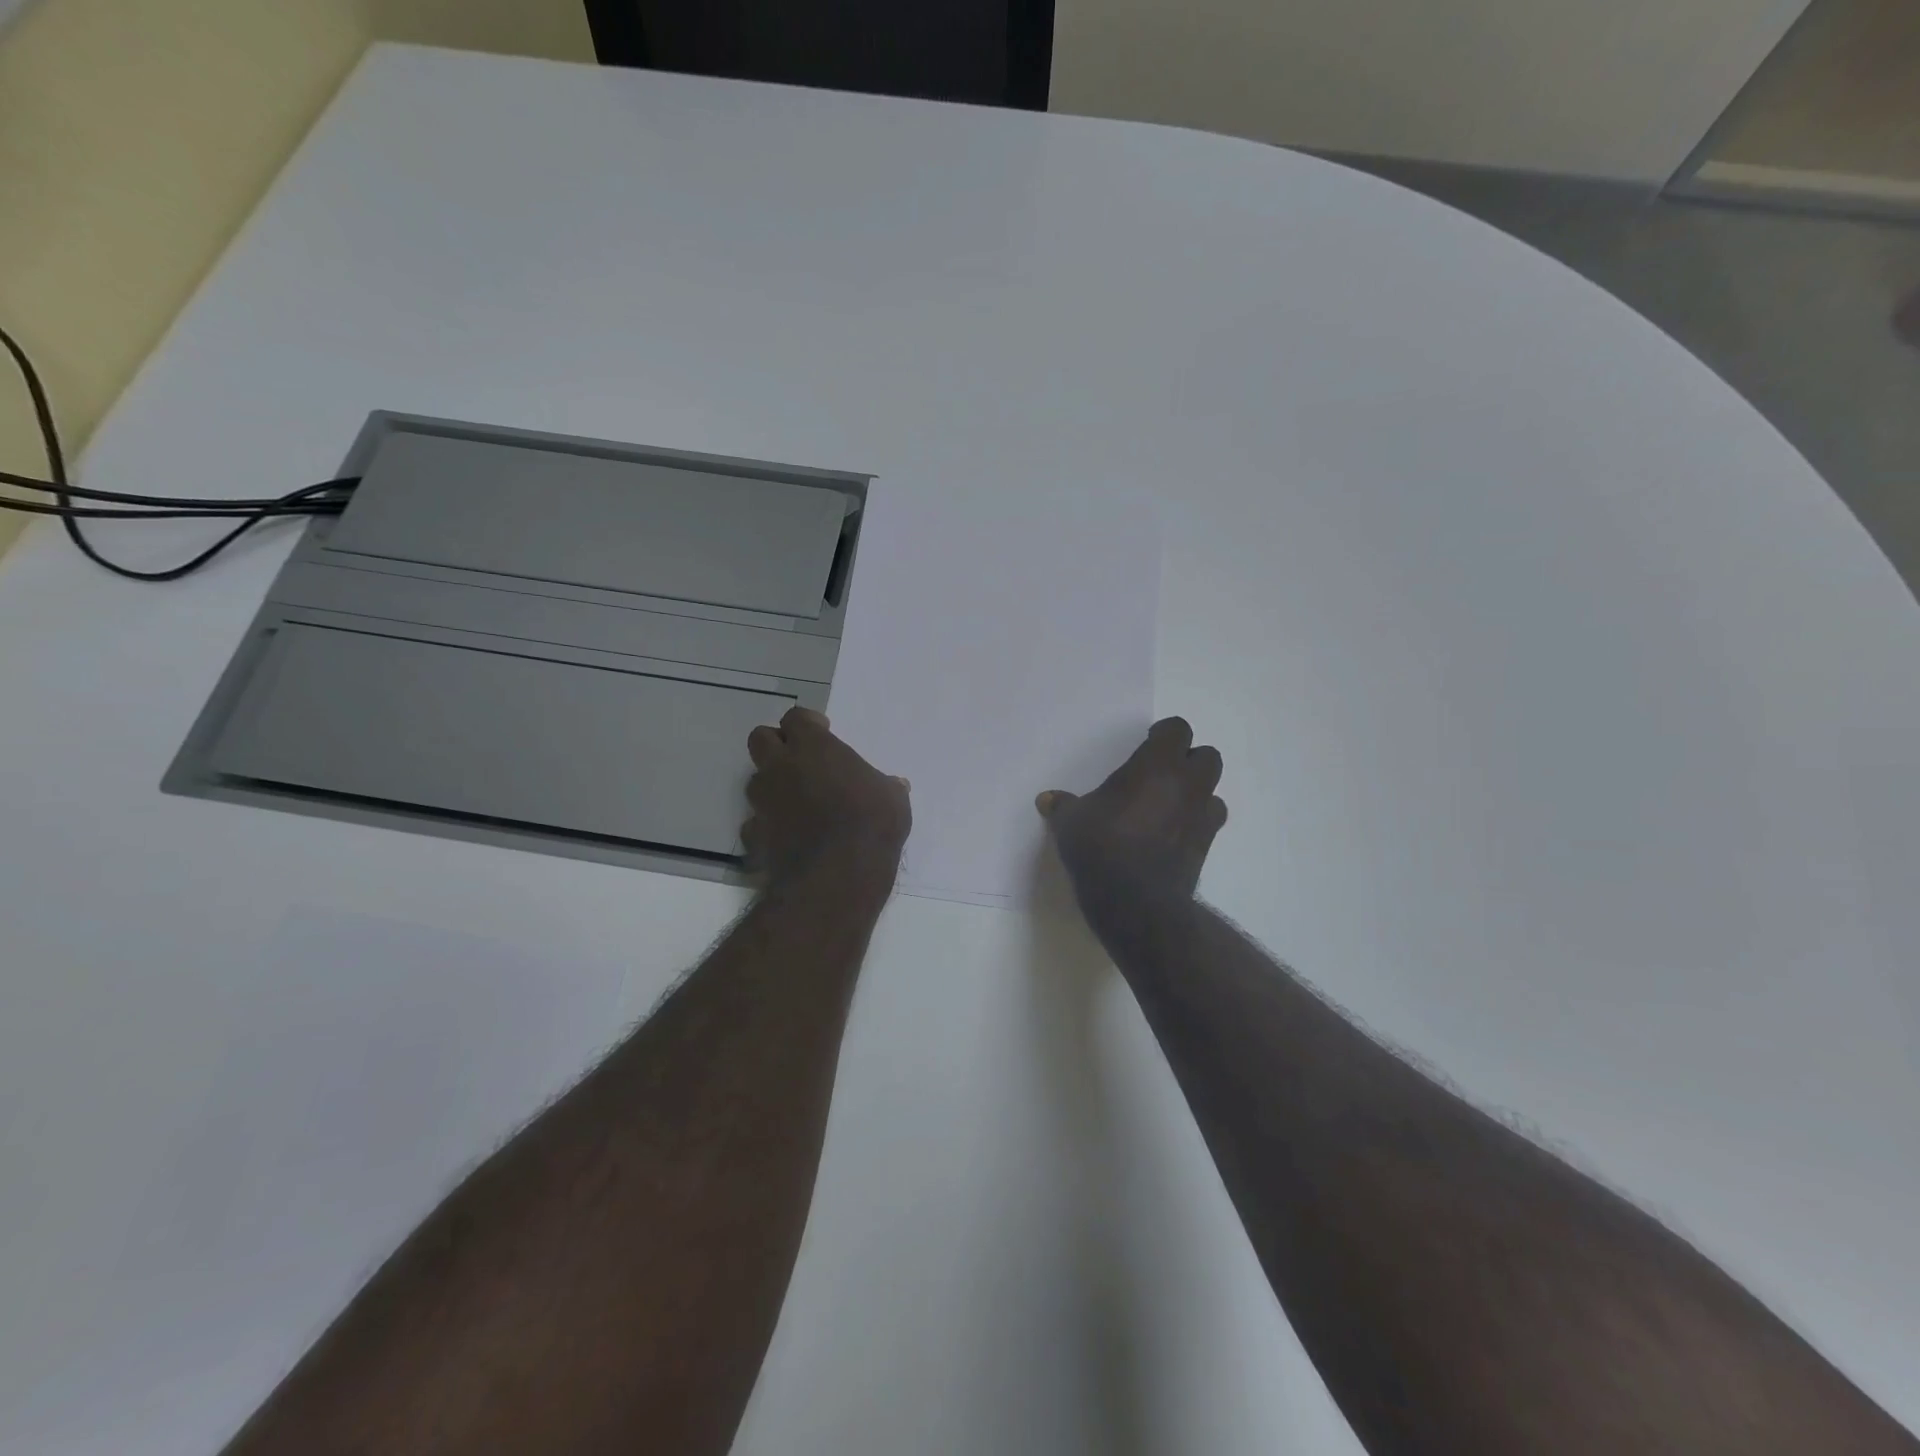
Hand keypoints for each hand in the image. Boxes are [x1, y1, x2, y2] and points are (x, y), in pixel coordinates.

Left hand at [744, 707, 910, 885]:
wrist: (836, 876)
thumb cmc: (871, 825)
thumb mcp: (893, 801)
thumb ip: (887, 787)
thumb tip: (895, 785)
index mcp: (814, 748)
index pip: (795, 718)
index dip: (807, 722)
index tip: (822, 730)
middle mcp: (781, 768)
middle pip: (760, 739)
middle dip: (775, 744)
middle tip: (799, 759)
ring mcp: (763, 803)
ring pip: (754, 782)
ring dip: (771, 786)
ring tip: (795, 801)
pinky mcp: (755, 837)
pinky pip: (754, 825)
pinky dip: (767, 827)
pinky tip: (785, 838)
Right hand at [1036, 717, 1226, 913]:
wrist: (1135, 900)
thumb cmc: (1101, 846)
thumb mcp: (1071, 821)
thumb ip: (1064, 805)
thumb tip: (1046, 799)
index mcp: (1156, 765)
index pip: (1177, 730)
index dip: (1164, 733)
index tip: (1147, 742)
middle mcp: (1186, 784)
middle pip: (1207, 756)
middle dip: (1187, 760)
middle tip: (1160, 772)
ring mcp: (1200, 816)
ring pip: (1213, 789)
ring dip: (1196, 791)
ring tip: (1168, 803)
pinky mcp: (1206, 846)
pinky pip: (1208, 821)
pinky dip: (1195, 820)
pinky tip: (1172, 832)